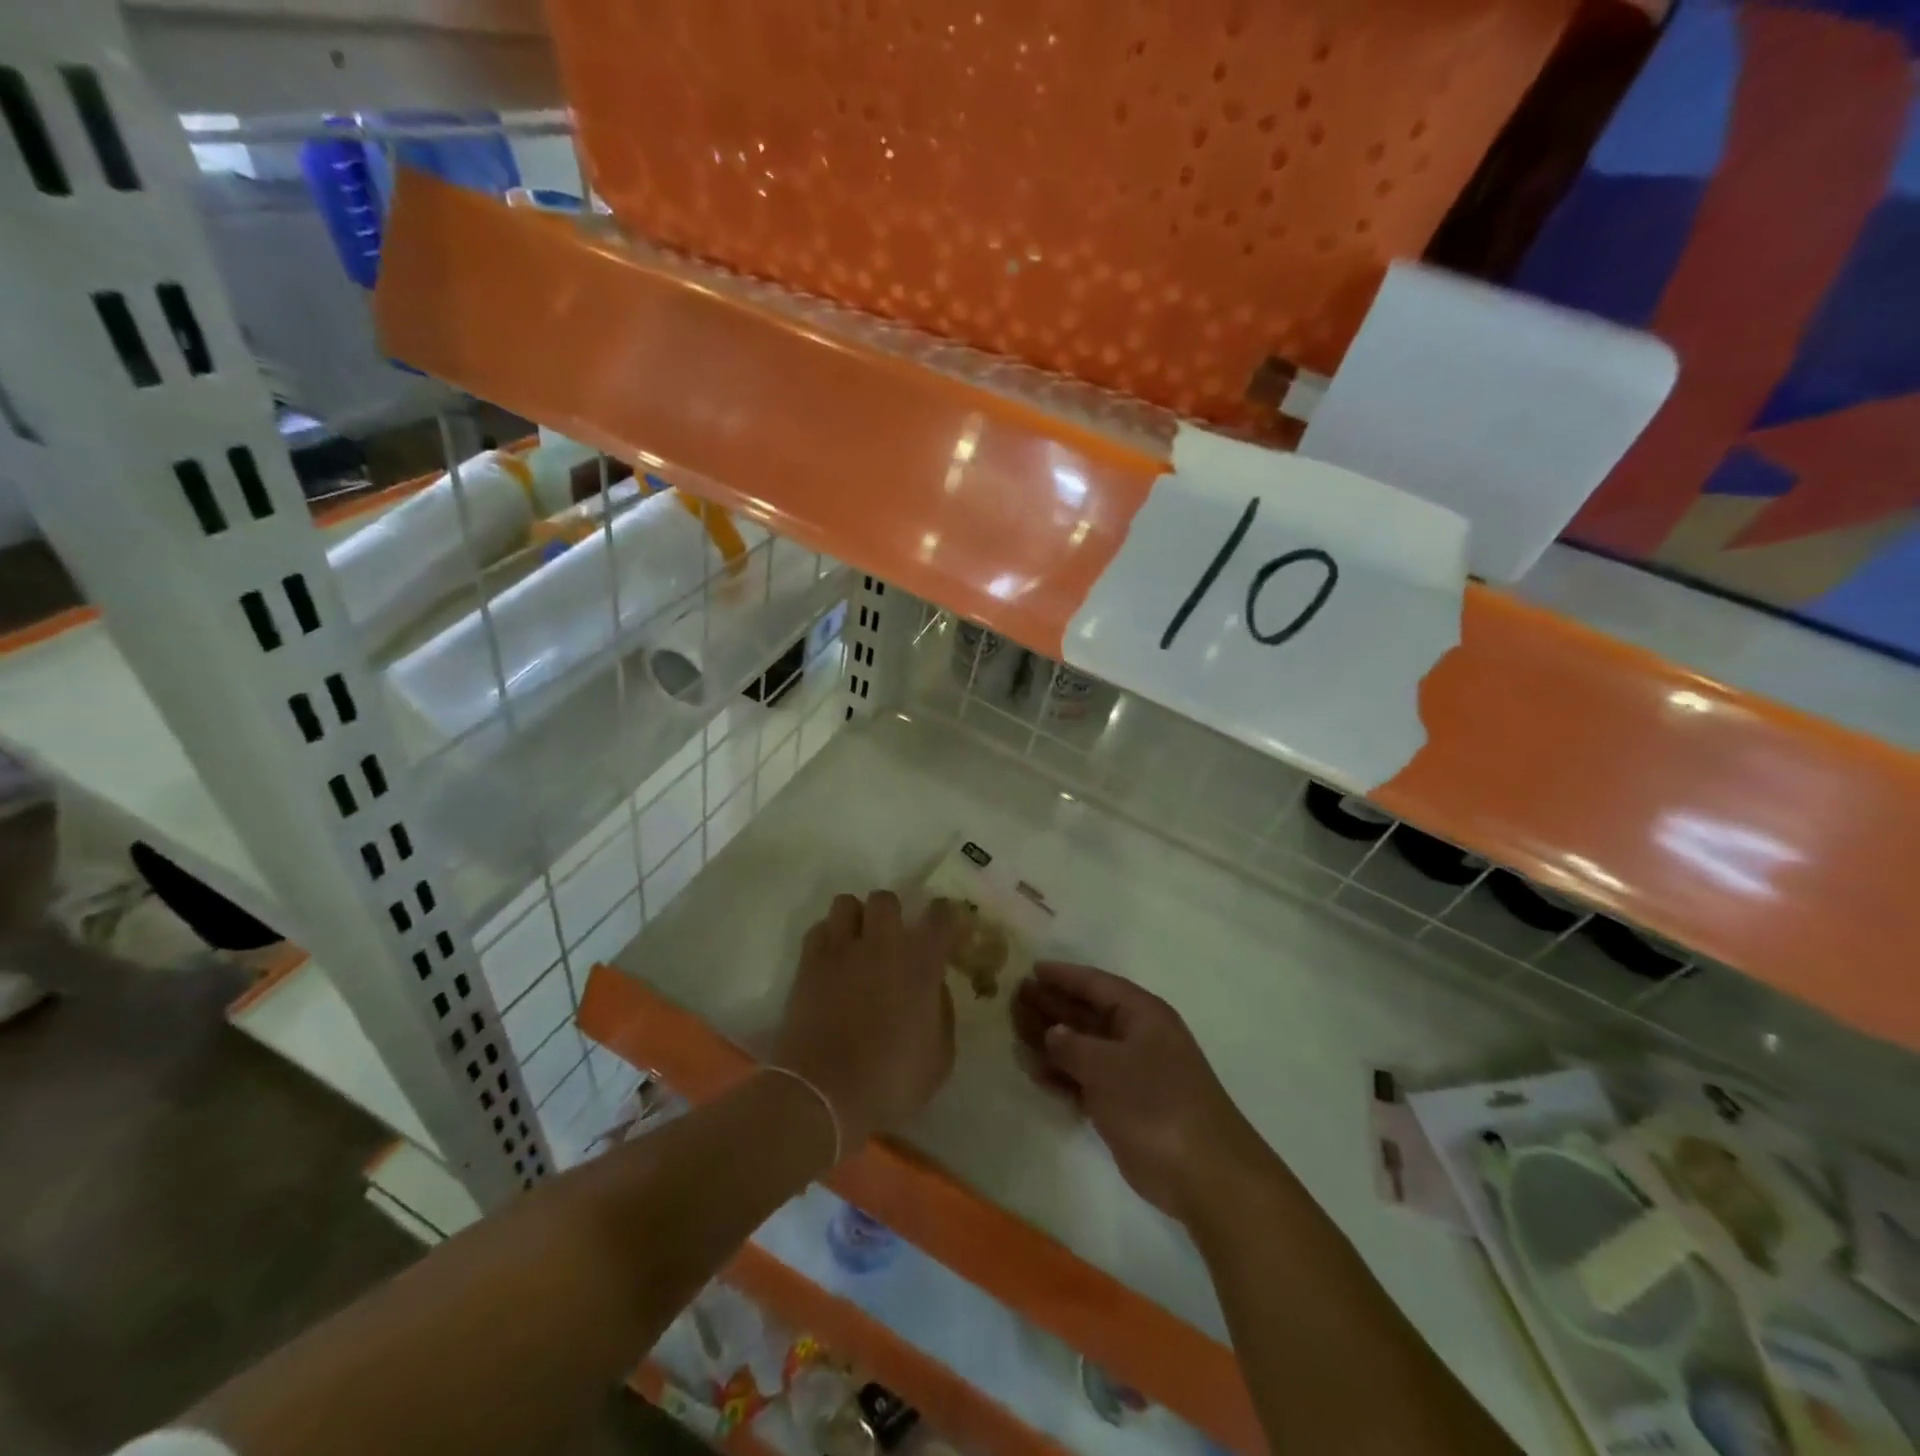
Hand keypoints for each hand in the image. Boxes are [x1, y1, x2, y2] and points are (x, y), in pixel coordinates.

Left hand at [769, 891, 962, 1155]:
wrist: (822, 1094)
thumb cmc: (889, 1082)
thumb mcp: (939, 1059)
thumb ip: (942, 1013)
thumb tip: (934, 986)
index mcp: (920, 964)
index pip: (939, 916)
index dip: (945, 916)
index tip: (946, 929)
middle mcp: (881, 945)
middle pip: (886, 899)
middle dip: (893, 914)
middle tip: (893, 940)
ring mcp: (841, 950)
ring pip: (847, 903)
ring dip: (856, 919)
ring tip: (858, 944)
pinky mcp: (808, 963)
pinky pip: (820, 929)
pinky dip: (829, 937)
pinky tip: (832, 961)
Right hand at [1012, 962, 1261, 1224]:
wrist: (1204, 1173)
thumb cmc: (1155, 1103)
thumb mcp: (1107, 1066)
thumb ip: (1072, 1046)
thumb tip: (1052, 1033)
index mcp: (1142, 1014)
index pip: (1097, 984)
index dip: (1064, 976)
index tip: (1032, 969)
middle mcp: (1137, 1036)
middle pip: (1087, 1013)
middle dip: (1052, 1005)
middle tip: (1015, 998)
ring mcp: (1132, 1073)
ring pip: (1084, 1047)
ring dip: (1052, 1040)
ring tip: (1015, 1031)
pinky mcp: (1125, 1106)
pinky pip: (1086, 1079)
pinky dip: (1062, 1075)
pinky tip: (1034, 1071)